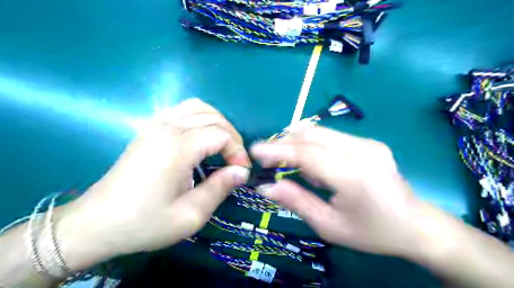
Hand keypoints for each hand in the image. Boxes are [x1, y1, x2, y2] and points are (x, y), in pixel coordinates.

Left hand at [55, 97, 248, 270]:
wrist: (96, 223)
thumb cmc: (145, 223)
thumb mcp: (190, 215)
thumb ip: (220, 188)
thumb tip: (241, 171)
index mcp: (178, 147)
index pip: (221, 135)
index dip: (238, 151)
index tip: (241, 172)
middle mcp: (167, 128)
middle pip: (213, 117)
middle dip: (232, 137)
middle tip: (235, 161)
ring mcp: (155, 124)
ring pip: (198, 107)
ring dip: (217, 123)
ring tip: (222, 146)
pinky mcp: (149, 128)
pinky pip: (183, 110)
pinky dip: (200, 118)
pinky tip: (201, 138)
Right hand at [252, 126, 425, 257]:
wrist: (416, 225)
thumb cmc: (371, 232)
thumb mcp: (329, 226)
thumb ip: (296, 202)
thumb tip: (267, 187)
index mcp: (353, 177)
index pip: (306, 154)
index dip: (278, 150)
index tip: (255, 149)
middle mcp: (362, 152)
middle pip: (312, 136)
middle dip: (284, 142)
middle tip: (267, 156)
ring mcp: (369, 143)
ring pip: (321, 132)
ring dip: (298, 142)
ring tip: (289, 162)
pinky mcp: (371, 142)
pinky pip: (333, 137)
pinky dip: (314, 144)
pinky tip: (314, 163)